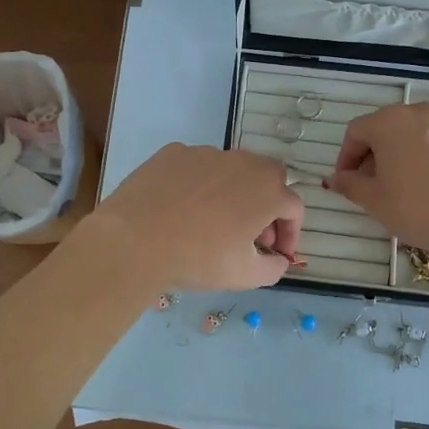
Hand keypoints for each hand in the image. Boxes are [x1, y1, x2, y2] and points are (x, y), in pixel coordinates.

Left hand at [83, 144, 304, 291]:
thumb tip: (279, 259)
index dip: (291, 233)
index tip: (277, 252)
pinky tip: (183, 208)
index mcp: (267, 192)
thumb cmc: (198, 259)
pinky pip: (198, 166)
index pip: (294, 208)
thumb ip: (274, 267)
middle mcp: (243, 163)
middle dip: (269, 203)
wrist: (135, 240)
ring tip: (215, 220)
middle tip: (252, 232)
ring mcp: (207, 153)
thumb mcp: (245, 276)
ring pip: (233, 168)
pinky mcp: (175, 153)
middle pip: (270, 177)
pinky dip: (200, 184)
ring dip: (235, 191)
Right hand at [328, 103, 428, 260]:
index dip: (346, 157)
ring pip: (421, 134)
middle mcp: (423, 113)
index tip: (347, 181)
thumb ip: (350, 185)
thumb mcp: (375, 202)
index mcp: (391, 122)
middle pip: (389, 127)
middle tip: (376, 185)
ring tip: (411, 186)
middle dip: (377, 154)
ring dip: (408, 154)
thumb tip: (335, 178)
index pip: (356, 132)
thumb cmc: (419, 210)